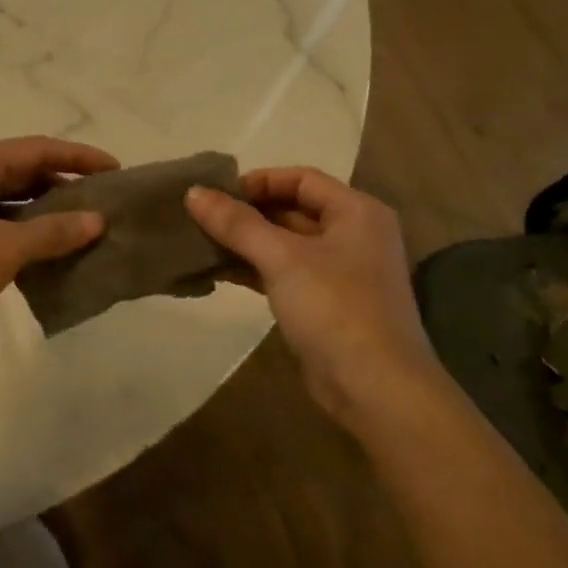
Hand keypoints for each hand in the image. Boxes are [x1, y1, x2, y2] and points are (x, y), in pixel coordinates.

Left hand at [0, 136, 117, 355]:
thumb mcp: (3, 249)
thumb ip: (52, 232)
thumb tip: (97, 220)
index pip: (39, 149)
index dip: (80, 157)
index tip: (117, 170)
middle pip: (27, 171)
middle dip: (66, 185)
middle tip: (107, 202)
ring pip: (14, 200)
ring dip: (47, 213)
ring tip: (88, 228)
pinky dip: (26, 234)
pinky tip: (52, 253)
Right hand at [185, 168, 444, 429]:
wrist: (375, 388)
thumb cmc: (334, 308)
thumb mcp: (282, 258)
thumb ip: (236, 223)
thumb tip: (193, 192)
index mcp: (356, 212)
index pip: (301, 178)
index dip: (258, 182)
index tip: (217, 194)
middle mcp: (353, 235)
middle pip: (293, 210)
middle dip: (247, 214)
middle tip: (201, 218)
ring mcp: (341, 272)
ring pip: (285, 244)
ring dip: (246, 243)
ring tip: (201, 243)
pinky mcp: (326, 304)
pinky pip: (285, 273)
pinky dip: (255, 269)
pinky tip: (220, 272)